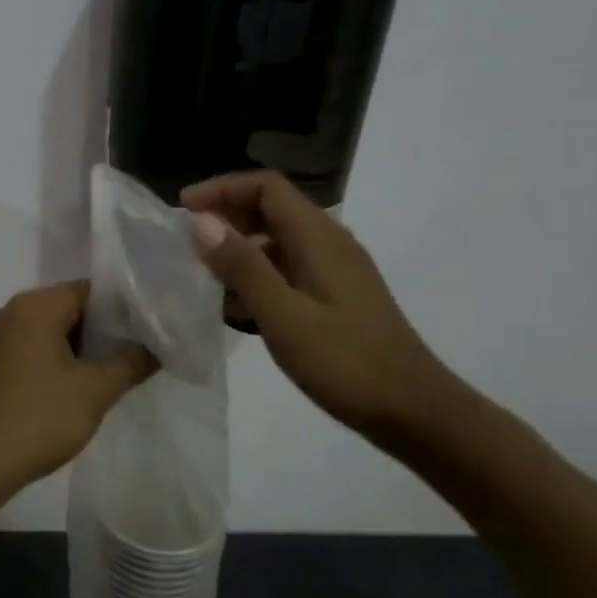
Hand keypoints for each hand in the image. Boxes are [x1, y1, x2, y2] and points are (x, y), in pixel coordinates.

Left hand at [0, 281, 155, 501]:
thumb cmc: (38, 418)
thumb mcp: (95, 391)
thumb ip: (131, 362)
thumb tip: (157, 348)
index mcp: (36, 305)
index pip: (92, 290)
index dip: (126, 308)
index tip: (153, 329)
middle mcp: (14, 311)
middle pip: (73, 308)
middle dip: (107, 330)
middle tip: (143, 352)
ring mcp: (1, 337)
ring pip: (56, 330)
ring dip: (86, 348)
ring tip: (121, 370)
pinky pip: (38, 348)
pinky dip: (63, 360)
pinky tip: (85, 385)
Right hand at [183, 171, 453, 441]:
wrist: (413, 410)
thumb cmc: (346, 363)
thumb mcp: (284, 317)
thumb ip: (243, 267)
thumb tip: (202, 222)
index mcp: (319, 238)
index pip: (266, 187)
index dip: (222, 189)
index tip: (183, 209)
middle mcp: (329, 243)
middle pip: (272, 208)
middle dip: (227, 216)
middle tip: (186, 243)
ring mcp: (336, 270)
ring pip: (278, 240)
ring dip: (239, 247)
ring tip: (202, 275)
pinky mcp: (336, 295)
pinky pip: (288, 268)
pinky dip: (257, 274)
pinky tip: (236, 306)